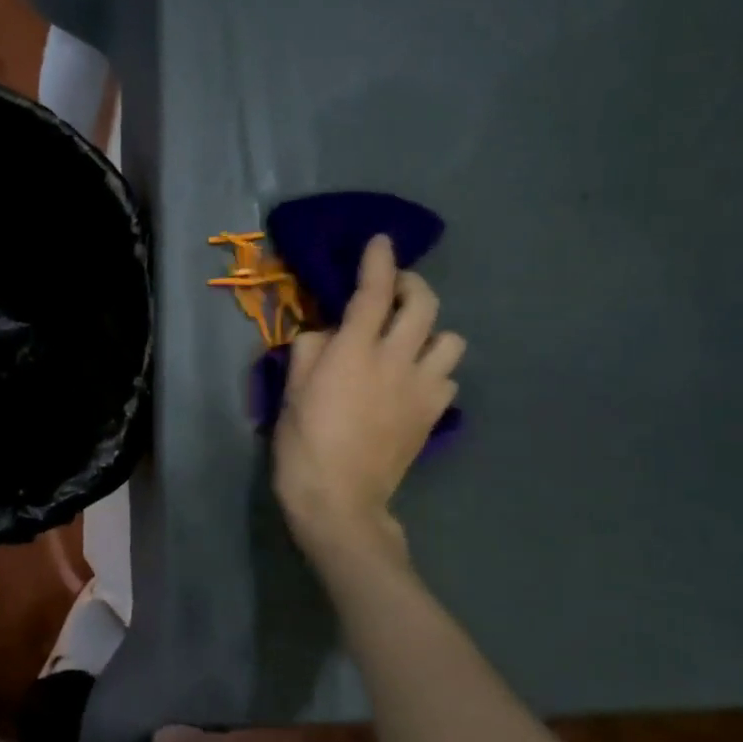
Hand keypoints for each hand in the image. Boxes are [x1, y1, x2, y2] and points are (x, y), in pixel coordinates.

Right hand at [273, 236, 465, 559]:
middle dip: (411, 285)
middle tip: (394, 290)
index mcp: (355, 350)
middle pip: (424, 304)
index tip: (381, 242)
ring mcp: (421, 388)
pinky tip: (414, 381)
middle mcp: (396, 360)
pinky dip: (434, 371)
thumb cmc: (304, 443)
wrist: (340, 499)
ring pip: (451, 340)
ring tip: (409, 342)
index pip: (373, 291)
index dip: (378, 260)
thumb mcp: (292, 389)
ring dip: (430, 332)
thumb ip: (311, 349)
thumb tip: (328, 333)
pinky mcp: (433, 415)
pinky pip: (448, 379)